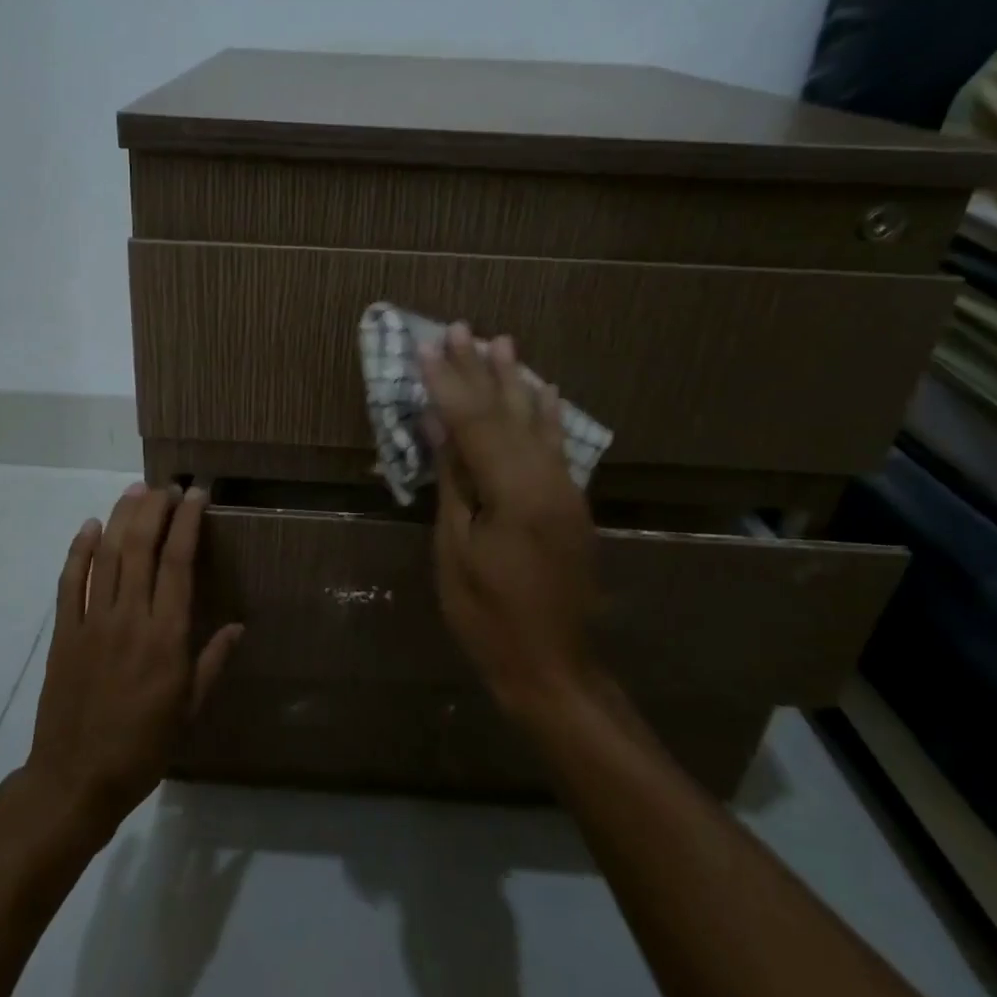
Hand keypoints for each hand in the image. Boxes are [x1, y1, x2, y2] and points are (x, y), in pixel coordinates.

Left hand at [24, 483, 241, 836]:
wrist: (76, 779)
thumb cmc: (144, 746)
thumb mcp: (190, 709)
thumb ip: (213, 661)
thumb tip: (239, 625)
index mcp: (166, 637)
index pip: (178, 562)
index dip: (188, 522)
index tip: (197, 495)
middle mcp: (130, 618)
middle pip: (141, 547)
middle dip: (155, 509)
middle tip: (167, 486)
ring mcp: (92, 622)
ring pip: (106, 556)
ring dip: (120, 518)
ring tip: (135, 491)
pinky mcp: (64, 633)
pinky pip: (70, 582)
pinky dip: (78, 550)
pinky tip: (89, 527)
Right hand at [421, 324, 605, 722]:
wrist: (553, 669)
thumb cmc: (488, 616)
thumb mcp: (457, 549)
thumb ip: (454, 482)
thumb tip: (439, 428)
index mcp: (514, 492)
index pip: (473, 422)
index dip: (446, 383)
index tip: (425, 346)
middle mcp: (547, 480)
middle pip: (505, 413)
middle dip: (479, 370)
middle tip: (459, 328)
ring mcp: (565, 491)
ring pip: (535, 423)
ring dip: (515, 381)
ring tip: (501, 342)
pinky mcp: (571, 505)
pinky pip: (557, 446)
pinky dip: (547, 414)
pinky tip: (545, 390)